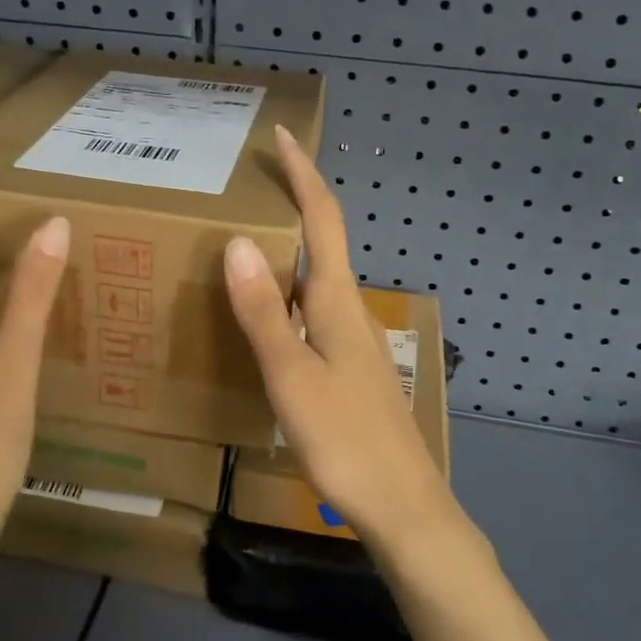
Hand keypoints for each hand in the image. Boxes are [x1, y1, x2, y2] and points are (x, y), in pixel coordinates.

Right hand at [223, 125, 461, 550]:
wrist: (401, 505)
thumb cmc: (344, 438)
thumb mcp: (291, 374)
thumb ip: (264, 311)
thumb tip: (239, 242)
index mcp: (336, 301)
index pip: (323, 219)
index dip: (303, 175)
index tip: (283, 135)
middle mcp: (348, 310)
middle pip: (324, 241)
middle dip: (294, 203)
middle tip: (251, 184)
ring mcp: (352, 340)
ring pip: (317, 278)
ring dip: (289, 249)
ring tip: (244, 241)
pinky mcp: (349, 368)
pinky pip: (313, 311)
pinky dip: (287, 293)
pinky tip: (265, 314)